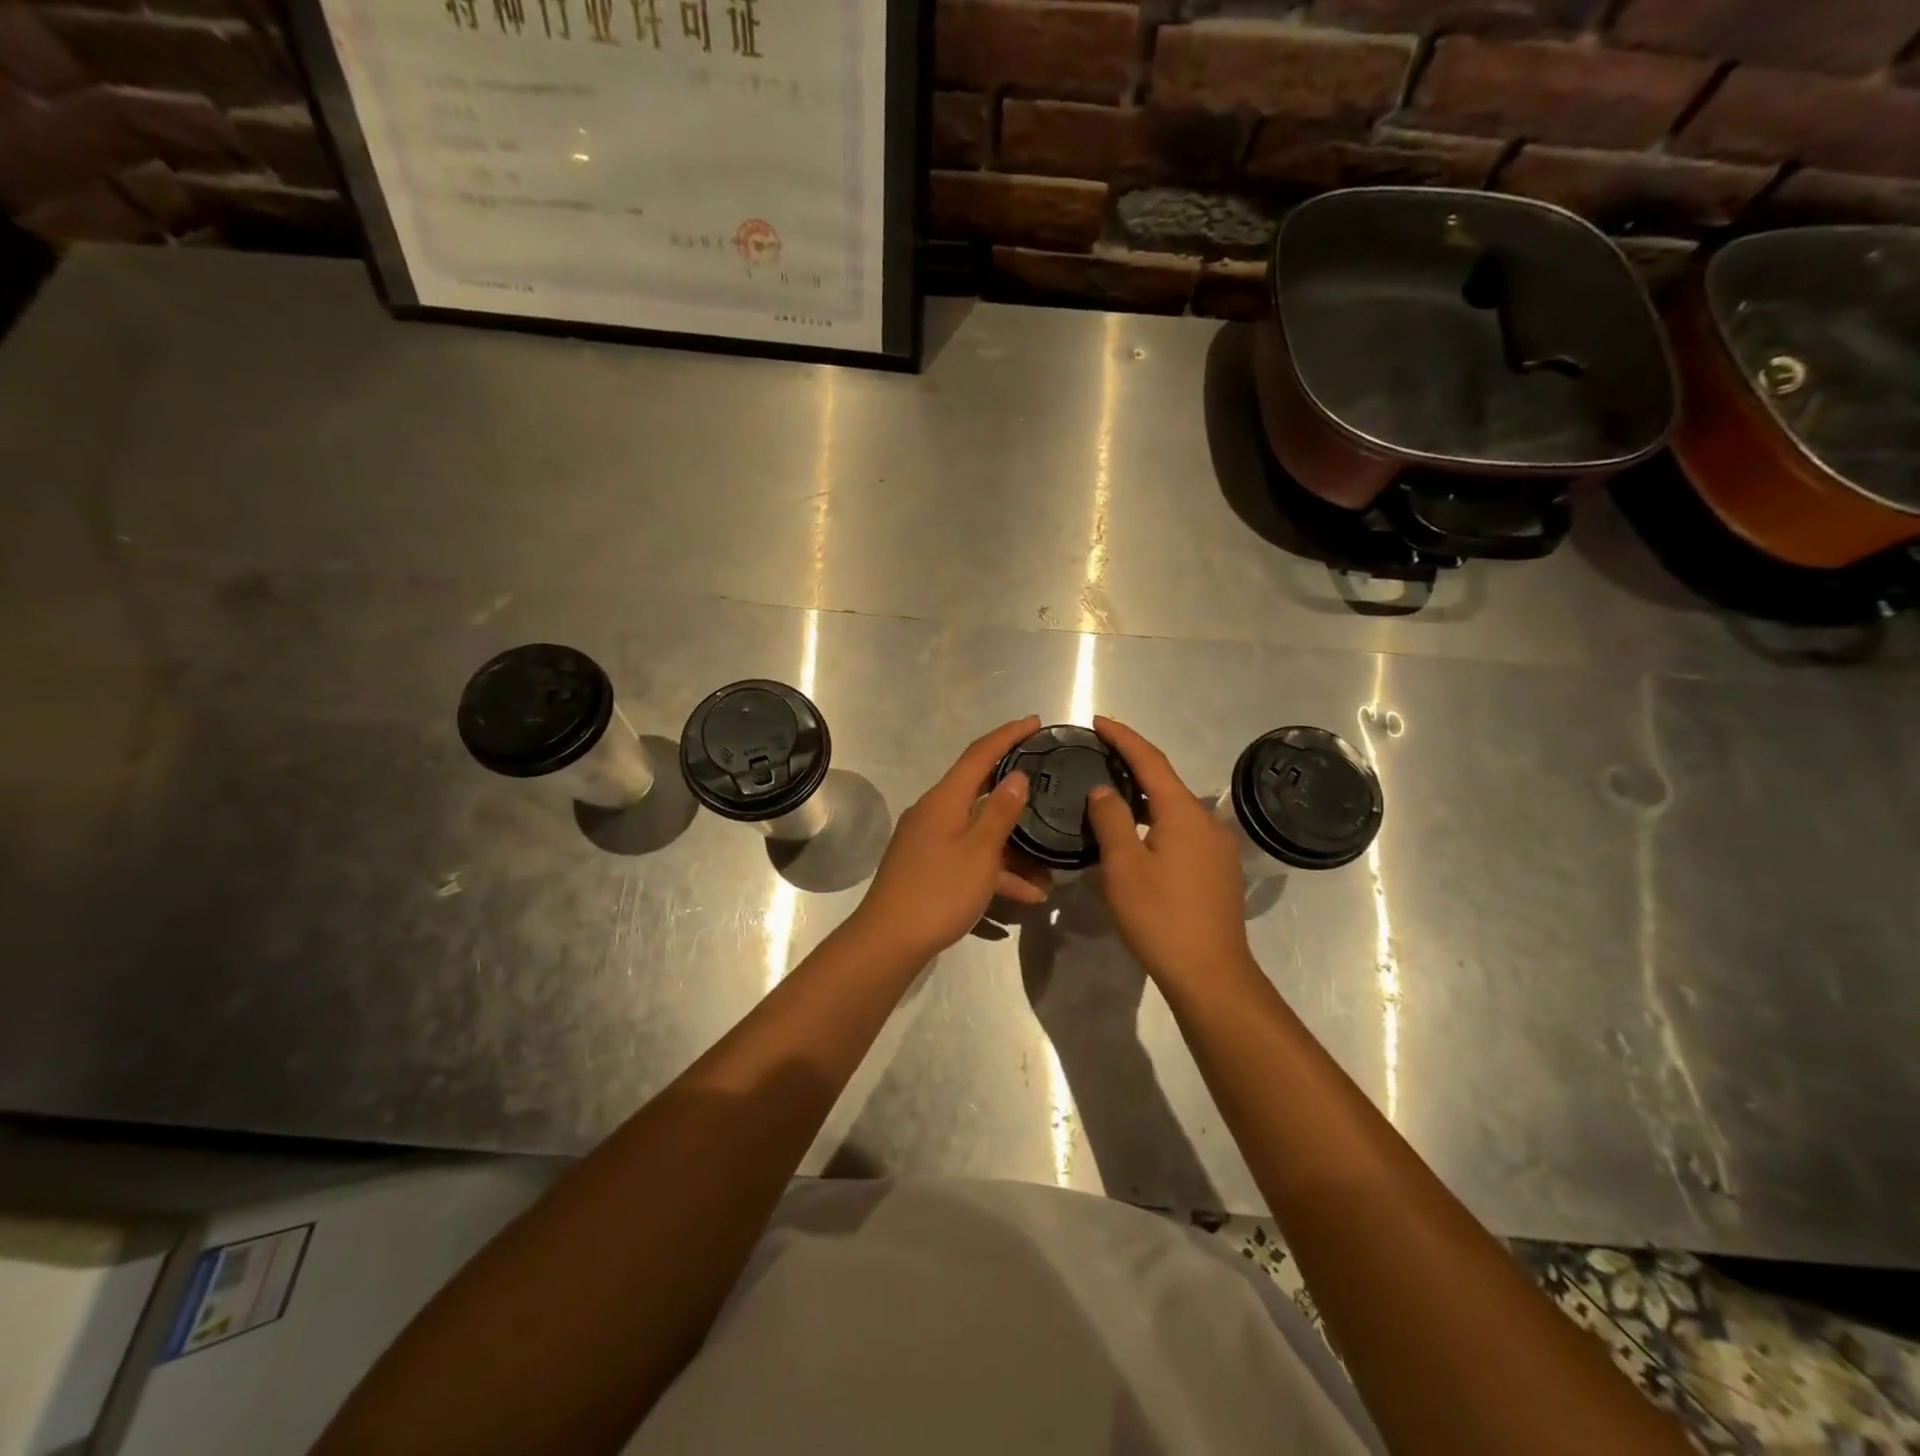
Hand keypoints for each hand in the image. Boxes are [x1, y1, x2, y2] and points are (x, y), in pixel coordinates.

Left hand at [847, 716, 1050, 963]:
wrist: (889, 941)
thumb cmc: (938, 891)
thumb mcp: (979, 851)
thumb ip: (1000, 812)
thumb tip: (1017, 776)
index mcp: (945, 799)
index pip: (979, 754)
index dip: (1008, 735)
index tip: (1035, 722)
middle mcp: (935, 812)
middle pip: (980, 790)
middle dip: (1016, 792)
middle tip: (1048, 783)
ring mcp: (930, 841)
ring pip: (979, 832)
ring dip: (1013, 848)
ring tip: (1049, 868)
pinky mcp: (929, 867)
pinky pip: (970, 858)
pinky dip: (996, 871)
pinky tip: (1027, 895)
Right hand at [1085, 716, 1255, 993]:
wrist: (1210, 974)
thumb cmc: (1161, 917)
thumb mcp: (1124, 867)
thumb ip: (1111, 819)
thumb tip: (1104, 790)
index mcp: (1183, 813)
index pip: (1150, 761)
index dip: (1123, 738)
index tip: (1098, 721)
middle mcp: (1206, 822)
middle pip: (1164, 782)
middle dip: (1131, 765)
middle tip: (1098, 756)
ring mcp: (1216, 848)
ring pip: (1173, 809)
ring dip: (1142, 797)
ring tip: (1109, 794)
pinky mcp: (1216, 871)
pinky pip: (1181, 831)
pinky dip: (1155, 821)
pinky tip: (1134, 836)